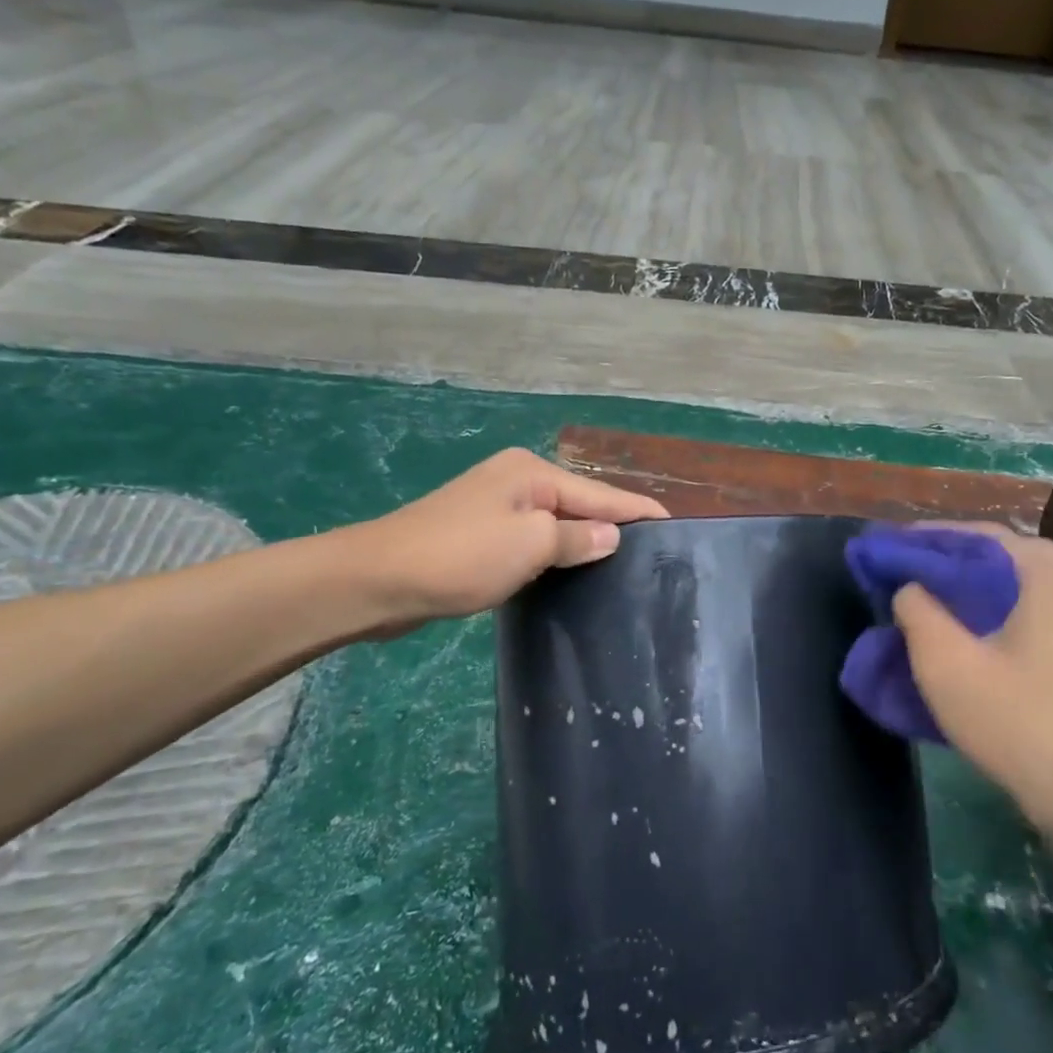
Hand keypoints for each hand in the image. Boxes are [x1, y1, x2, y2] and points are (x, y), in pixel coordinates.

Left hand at [328, 448, 667, 634]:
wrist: (378, 580)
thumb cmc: (460, 555)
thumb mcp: (529, 544)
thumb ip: (576, 538)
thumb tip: (612, 536)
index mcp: (532, 473)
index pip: (601, 493)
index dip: (638, 510)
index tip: (674, 524)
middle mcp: (517, 482)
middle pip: (580, 505)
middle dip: (613, 528)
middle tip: (653, 558)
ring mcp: (495, 509)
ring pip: (555, 526)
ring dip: (583, 545)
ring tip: (622, 569)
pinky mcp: (479, 537)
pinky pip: (532, 543)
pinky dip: (554, 556)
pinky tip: (572, 575)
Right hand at [892, 526, 1052, 845]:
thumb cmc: (1019, 722)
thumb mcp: (946, 664)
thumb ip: (917, 611)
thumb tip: (911, 588)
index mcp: (1050, 575)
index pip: (980, 536)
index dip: (928, 539)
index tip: (890, 549)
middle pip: (1002, 561)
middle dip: (950, 566)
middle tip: (906, 579)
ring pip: (1021, 593)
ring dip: (975, 595)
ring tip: (932, 609)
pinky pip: (1038, 621)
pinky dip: (1001, 620)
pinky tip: (975, 644)